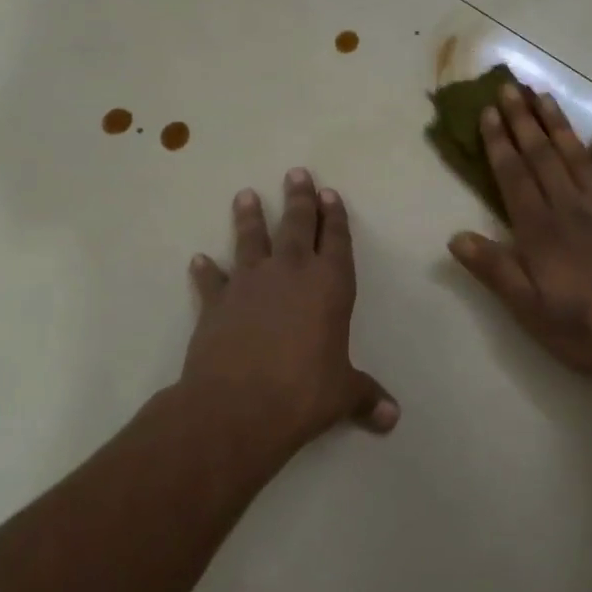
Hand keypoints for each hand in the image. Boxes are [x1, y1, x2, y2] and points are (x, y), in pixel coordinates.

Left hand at [183, 169, 399, 448]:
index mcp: (329, 285)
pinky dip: (206, 270)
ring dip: (250, 217)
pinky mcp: (216, 302)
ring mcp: (250, 283)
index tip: (329, 193)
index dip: (335, 216)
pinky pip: (211, 280)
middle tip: (296, 173)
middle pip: (296, 225)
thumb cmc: (303, 393)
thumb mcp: (341, 394)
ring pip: (251, 239)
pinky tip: (199, 259)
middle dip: (299, 199)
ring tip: (245, 195)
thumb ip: (365, 397)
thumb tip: (392, 418)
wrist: (238, 406)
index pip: (336, 240)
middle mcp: (291, 273)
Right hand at [449, 85, 591, 380]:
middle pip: (542, 156)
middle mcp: (571, 208)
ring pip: (577, 156)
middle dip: (523, 120)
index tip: (487, 112)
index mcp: (541, 230)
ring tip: (543, 96)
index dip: (498, 143)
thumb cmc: (588, 329)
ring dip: (558, 125)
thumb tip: (455, 237)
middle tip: (510, 87)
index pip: (513, 176)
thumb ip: (495, 270)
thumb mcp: (530, 310)